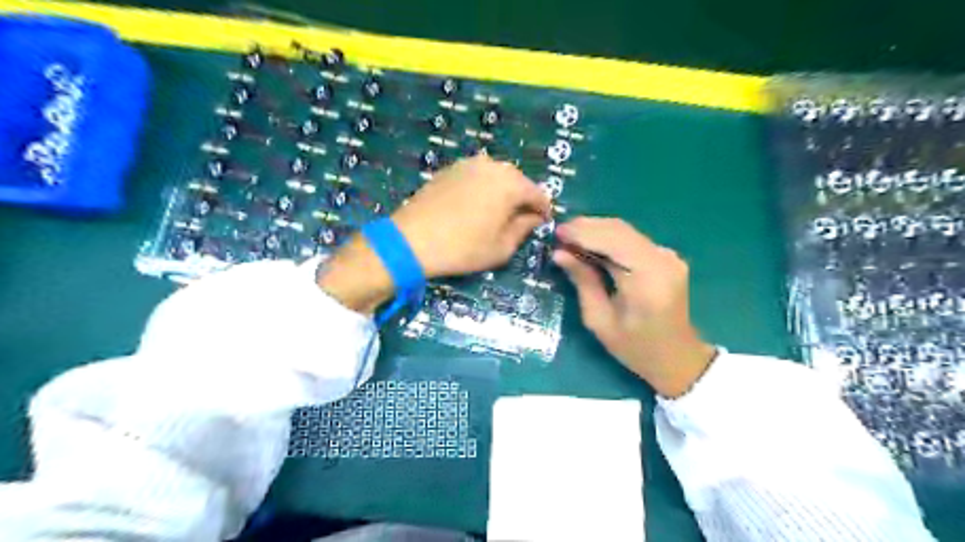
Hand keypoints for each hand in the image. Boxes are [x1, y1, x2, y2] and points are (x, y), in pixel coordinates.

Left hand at [390, 153, 548, 276]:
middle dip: (522, 200)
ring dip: (501, 193)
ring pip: (496, 177)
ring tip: (496, 215)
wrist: (412, 239)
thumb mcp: (501, 247)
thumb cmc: (463, 248)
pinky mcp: (449, 169)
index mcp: (510, 183)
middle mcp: (492, 165)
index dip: (543, 210)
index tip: (542, 224)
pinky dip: (482, 189)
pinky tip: (474, 207)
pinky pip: (476, 177)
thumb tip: (534, 218)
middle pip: (517, 182)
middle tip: (519, 221)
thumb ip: (524, 229)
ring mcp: (468, 164)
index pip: (538, 194)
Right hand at [550, 215, 715, 397]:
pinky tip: (590, 245)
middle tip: (559, 233)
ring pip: (625, 230)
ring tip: (569, 237)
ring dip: (596, 230)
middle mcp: (662, 260)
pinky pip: (631, 239)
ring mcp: (667, 256)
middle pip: (619, 229)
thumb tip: (559, 254)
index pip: (613, 241)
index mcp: (648, 279)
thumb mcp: (599, 320)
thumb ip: (583, 282)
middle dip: (586, 227)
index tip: (556, 233)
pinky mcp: (666, 257)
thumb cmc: (635, 348)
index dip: (583, 233)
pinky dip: (608, 238)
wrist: (677, 357)